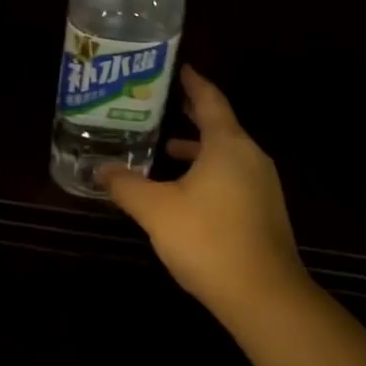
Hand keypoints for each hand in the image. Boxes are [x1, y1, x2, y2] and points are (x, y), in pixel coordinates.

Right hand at [99, 66, 311, 326]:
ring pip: (227, 153)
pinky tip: (188, 191)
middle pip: (220, 124)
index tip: (180, 68)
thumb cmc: (208, 240)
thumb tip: (100, 170)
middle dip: (192, 114)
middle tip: (164, 104)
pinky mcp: (265, 210)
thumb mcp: (156, 210)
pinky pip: (234, 175)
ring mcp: (263, 184)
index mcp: (228, 144)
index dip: (193, 82)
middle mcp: (250, 156)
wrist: (265, 297)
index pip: (210, 99)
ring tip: (167, 148)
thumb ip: (126, 186)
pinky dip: (210, 170)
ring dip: (199, 147)